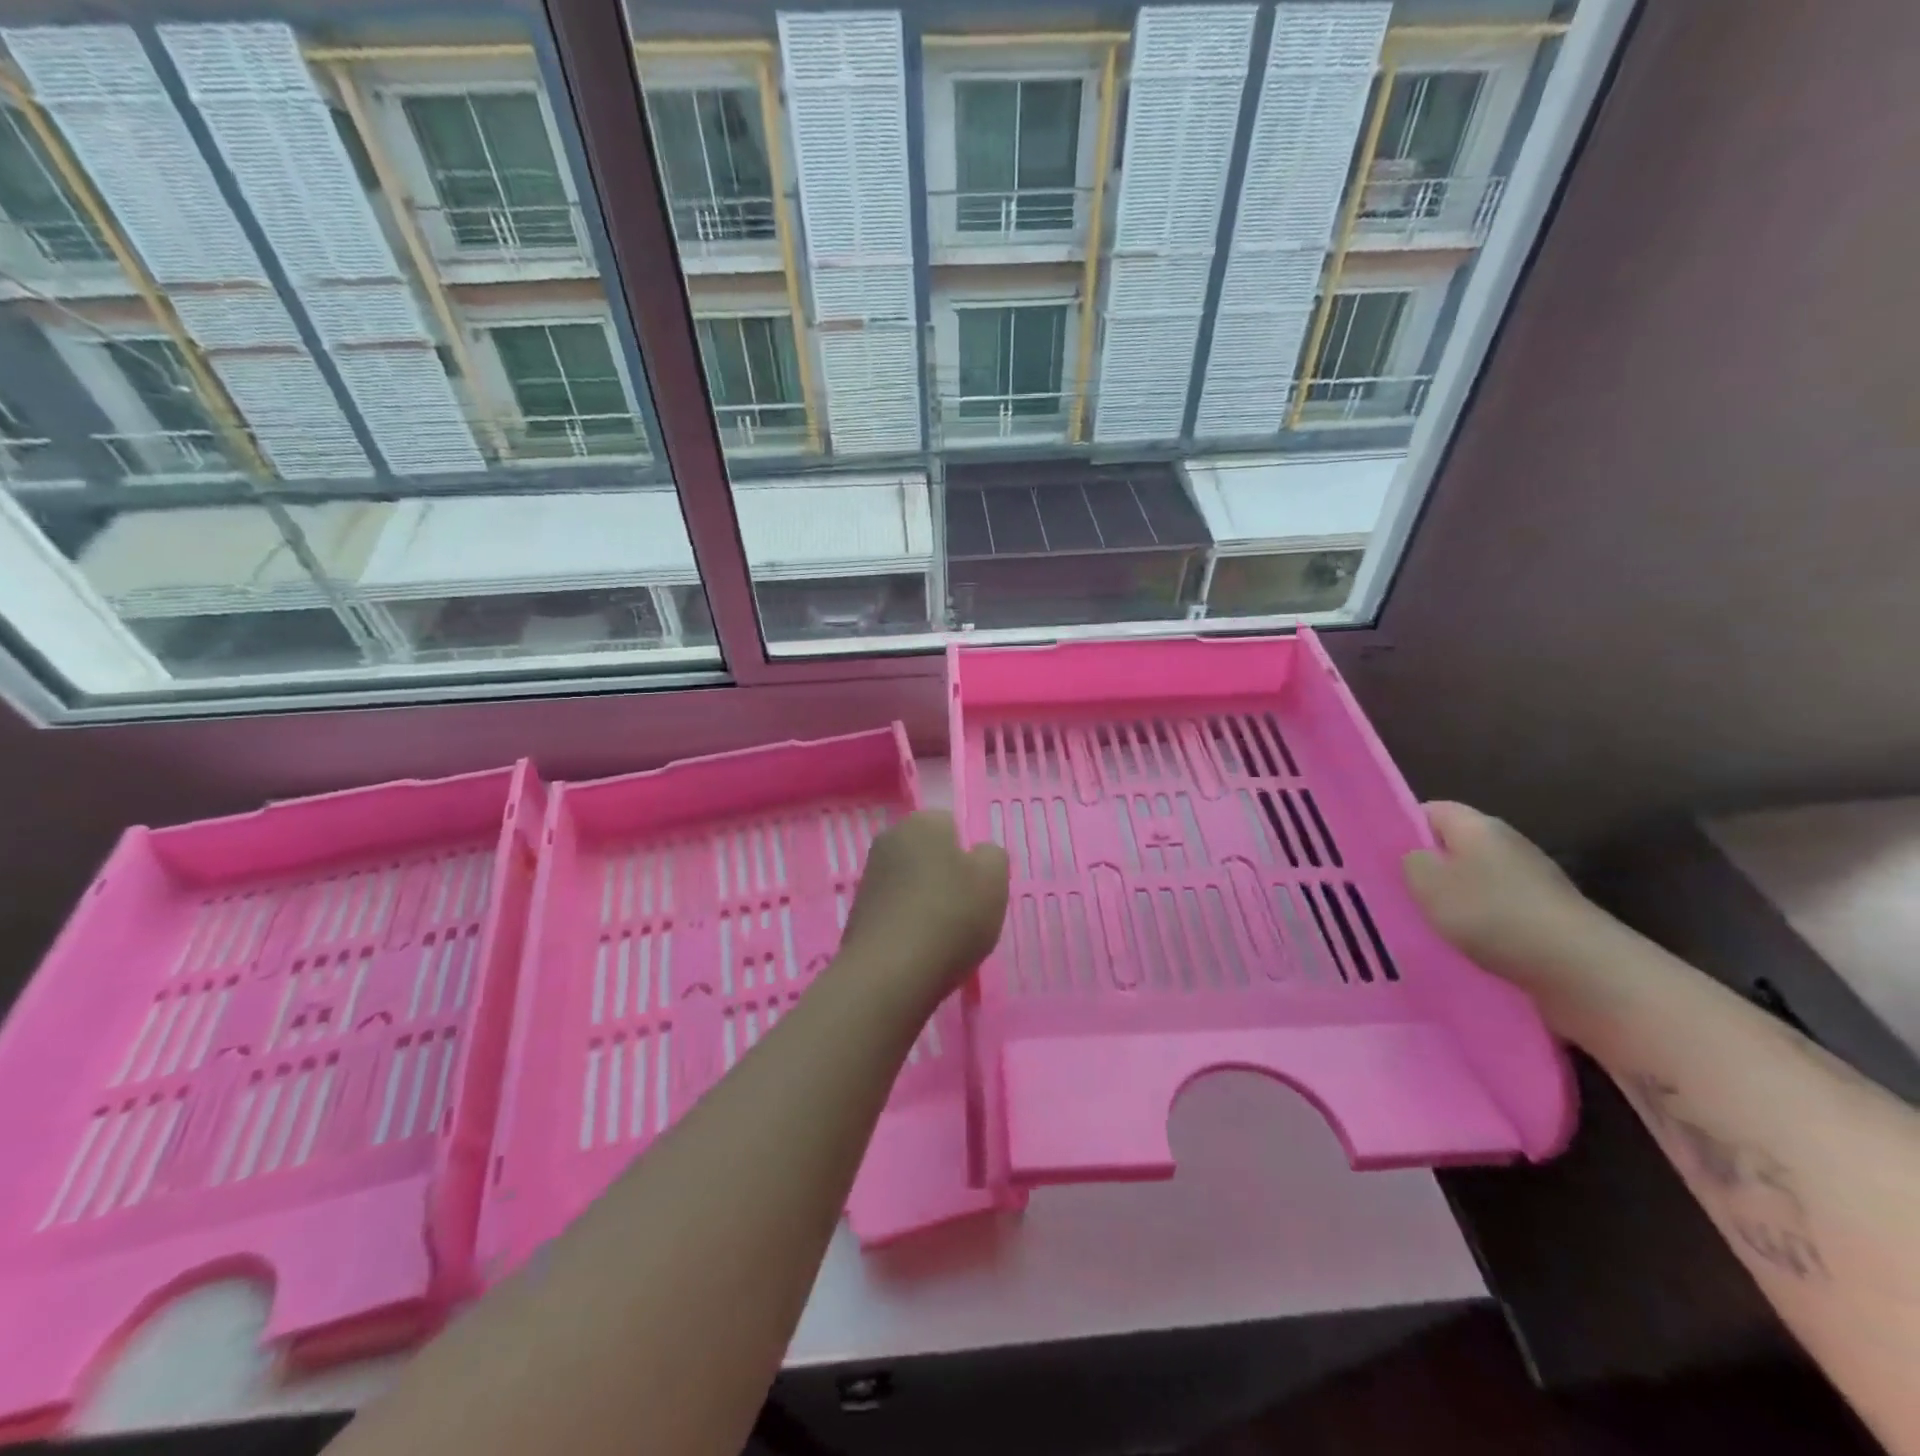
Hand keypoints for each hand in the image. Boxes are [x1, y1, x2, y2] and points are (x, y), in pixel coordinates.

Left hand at [839, 810, 1009, 1007]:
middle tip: (966, 911)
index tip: (978, 886)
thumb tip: (977, 855)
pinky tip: (920, 951)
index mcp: (922, 822)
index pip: (952, 826)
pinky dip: (908, 925)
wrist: (890, 974)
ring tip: (943, 937)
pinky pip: (895, 911)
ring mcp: (869, 877)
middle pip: (929, 855)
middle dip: (945, 877)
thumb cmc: (950, 916)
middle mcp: (889, 839)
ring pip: (911, 883)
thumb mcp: (994, 880)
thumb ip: (992, 856)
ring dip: (926, 902)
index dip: (969, 856)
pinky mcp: (857, 912)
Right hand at [1403, 801, 1612, 989]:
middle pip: (1452, 847)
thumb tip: (1414, 857)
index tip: (1376, 855)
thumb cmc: (1492, 914)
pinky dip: (1476, 927)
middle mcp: (1506, 845)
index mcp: (1477, 826)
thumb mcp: (1427, 883)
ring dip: (1450, 902)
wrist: (1581, 970)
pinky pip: (1495, 913)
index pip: (1429, 810)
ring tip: (1421, 925)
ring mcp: (1530, 882)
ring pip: (1473, 883)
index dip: (1401, 827)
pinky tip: (1460, 949)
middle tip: (1391, 893)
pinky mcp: (1544, 917)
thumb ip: (1409, 862)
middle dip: (1424, 869)